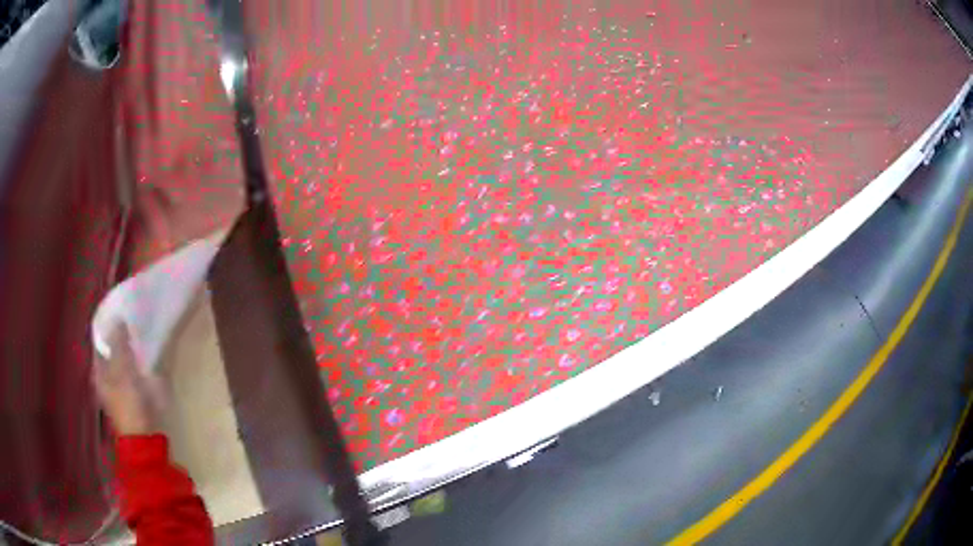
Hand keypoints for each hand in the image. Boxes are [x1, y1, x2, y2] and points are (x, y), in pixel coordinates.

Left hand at [92, 325, 164, 435]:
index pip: (99, 342)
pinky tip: (146, 368)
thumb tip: (117, 319)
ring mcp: (117, 393)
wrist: (143, 441)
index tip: (119, 314)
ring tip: (140, 344)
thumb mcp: (123, 370)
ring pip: (121, 367)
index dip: (107, 328)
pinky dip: (136, 371)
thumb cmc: (129, 404)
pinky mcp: (130, 403)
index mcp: (98, 371)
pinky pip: (131, 379)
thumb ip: (119, 344)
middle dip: (119, 341)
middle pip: (110, 354)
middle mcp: (104, 380)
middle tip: (132, 327)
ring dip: (129, 356)